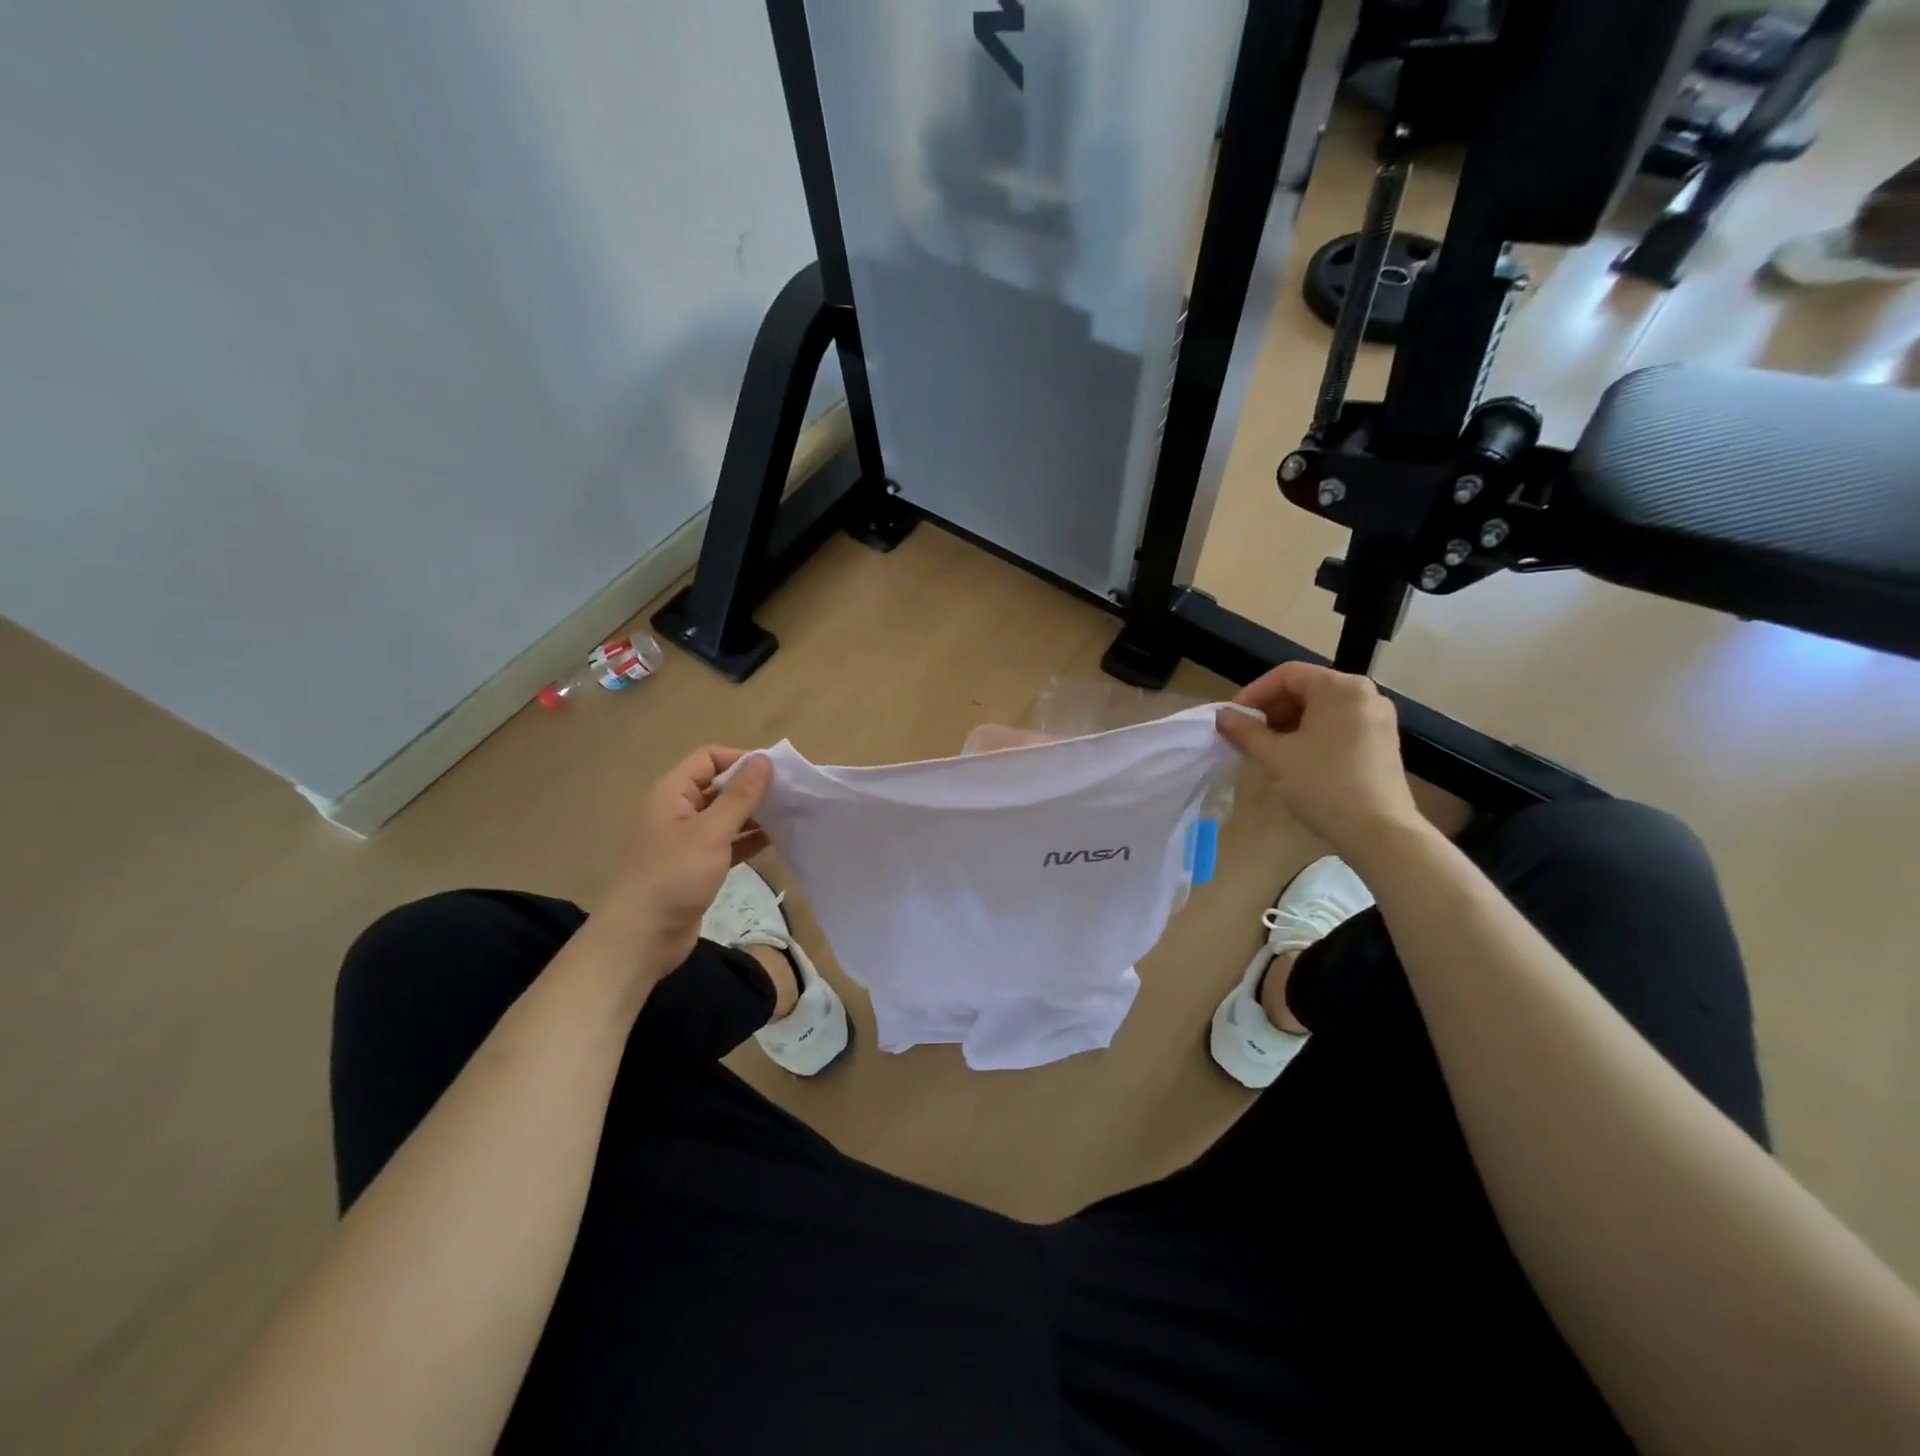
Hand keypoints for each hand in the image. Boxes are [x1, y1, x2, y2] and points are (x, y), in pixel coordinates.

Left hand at [591, 746, 772, 981]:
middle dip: (752, 787)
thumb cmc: (674, 877)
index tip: (776, 773)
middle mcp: (678, 811)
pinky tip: (776, 840)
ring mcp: (688, 840)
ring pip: (726, 816)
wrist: (642, 938)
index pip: (709, 758)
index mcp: (672, 793)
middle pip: (719, 786)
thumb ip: (740, 795)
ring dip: (754, 814)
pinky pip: (728, 842)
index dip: (741, 760)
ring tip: (790, 815)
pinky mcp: (698, 866)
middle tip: (791, 794)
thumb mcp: (711, 831)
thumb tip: (765, 760)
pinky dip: (749, 839)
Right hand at [1216, 663, 1426, 864]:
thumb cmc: (1323, 785)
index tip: (1233, 717)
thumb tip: (1221, 716)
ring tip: (1267, 748)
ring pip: (1322, 708)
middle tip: (1247, 734)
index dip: (1254, 692)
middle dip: (1271, 708)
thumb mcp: (1276, 756)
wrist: (1379, 832)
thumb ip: (1245, 731)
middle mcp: (1364, 694)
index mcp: (1340, 688)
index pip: (1287, 675)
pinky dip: (1312, 733)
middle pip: (1306, 688)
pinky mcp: (1382, 741)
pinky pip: (1339, 724)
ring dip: (1289, 722)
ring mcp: (1378, 718)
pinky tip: (1296, 758)